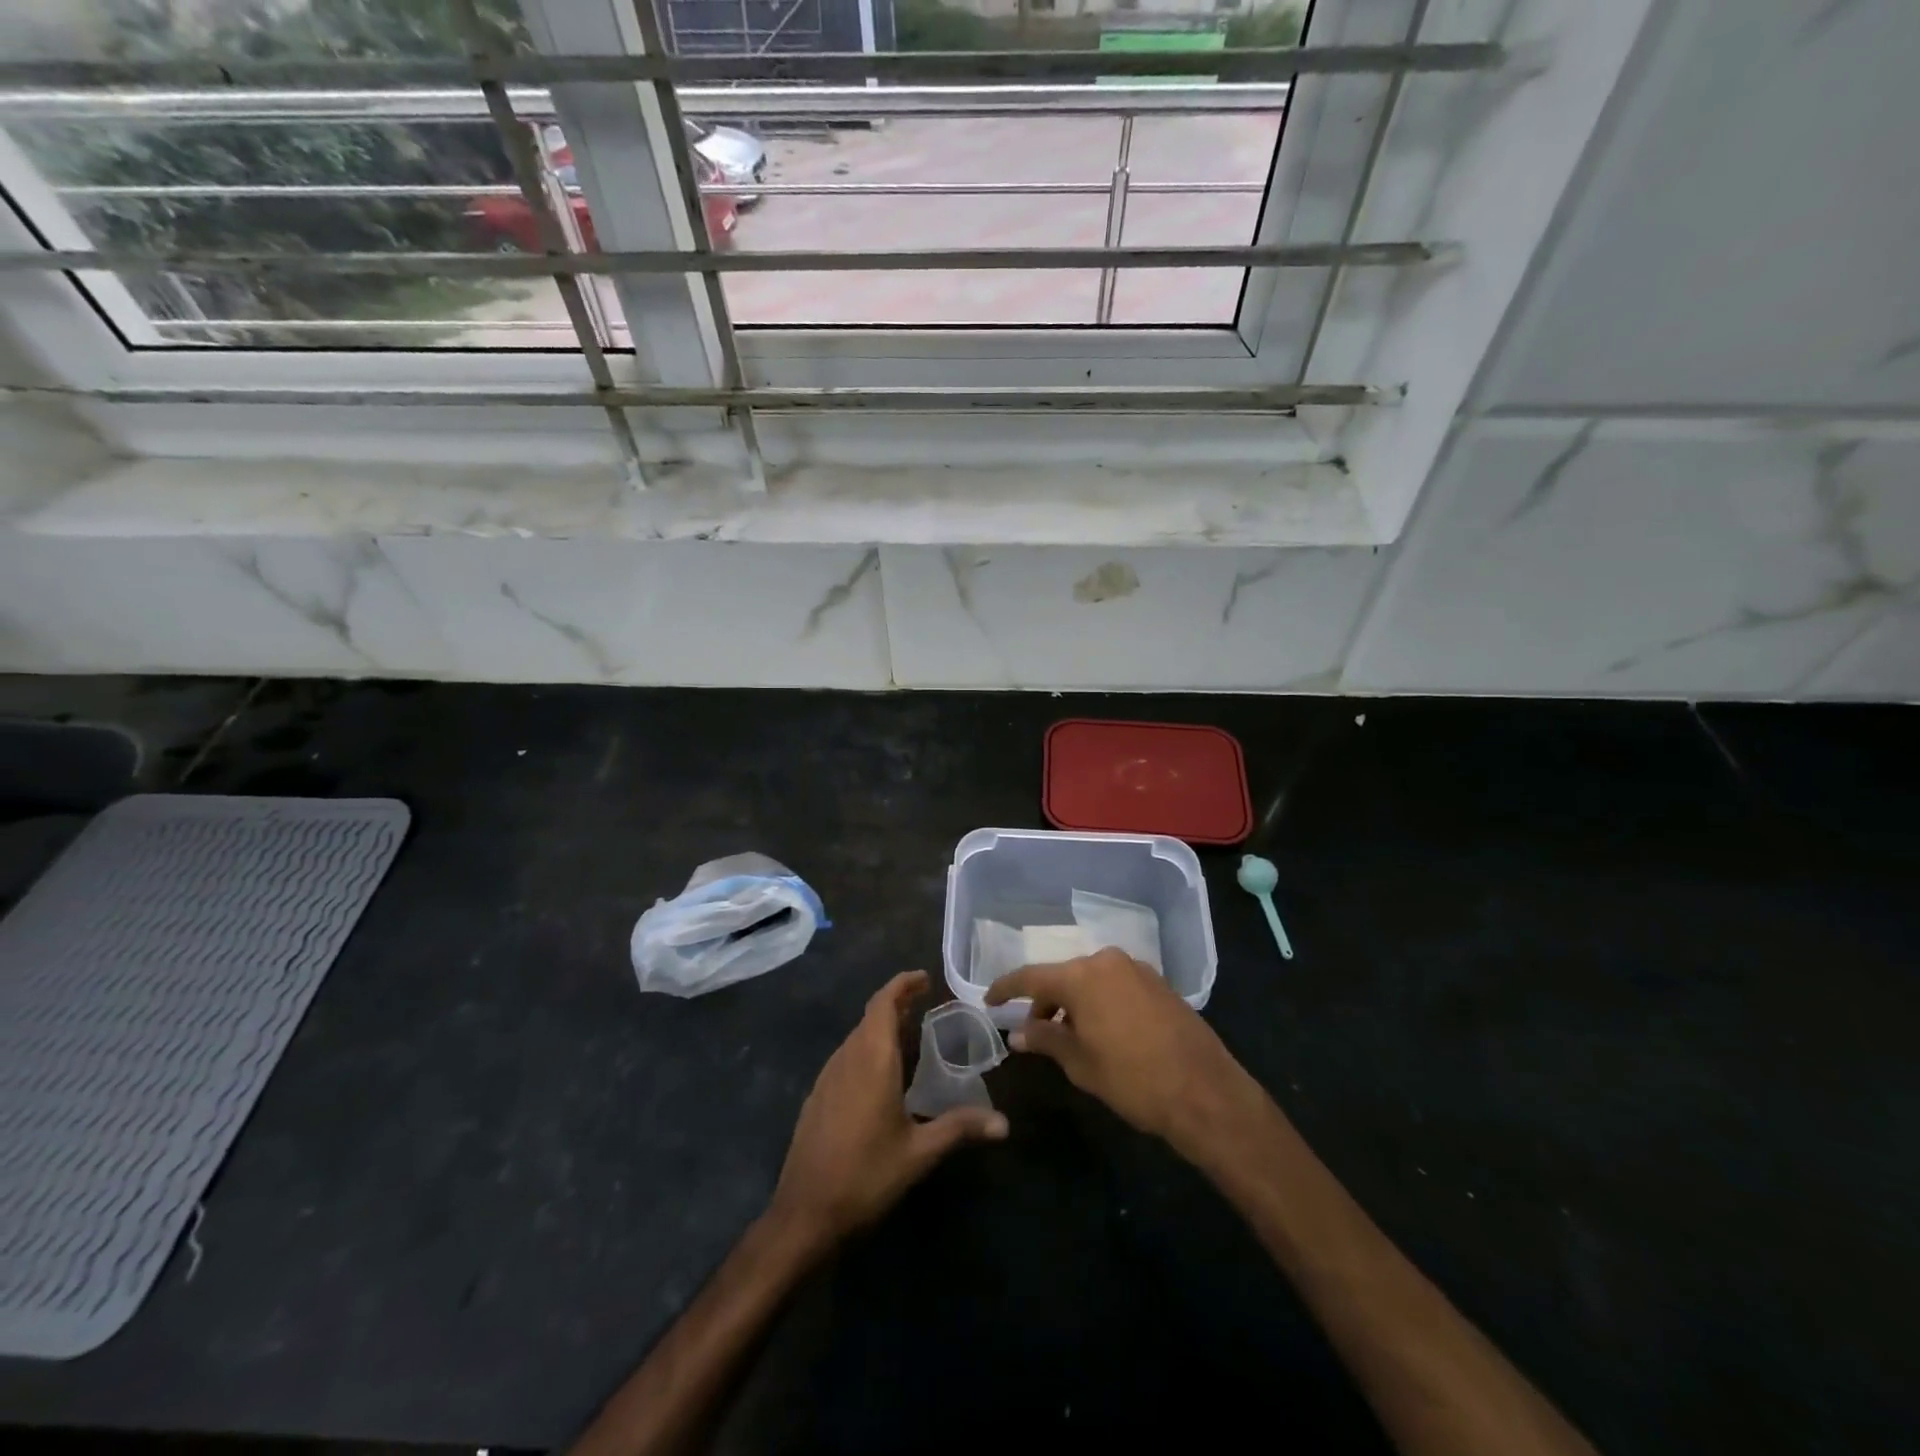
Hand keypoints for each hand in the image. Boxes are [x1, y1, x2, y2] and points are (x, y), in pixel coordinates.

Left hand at [768, 971, 1007, 1254]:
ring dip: (881, 1027)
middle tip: (925, 1005)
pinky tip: (881, 1075)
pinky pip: (846, 1057)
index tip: (924, 978)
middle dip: (896, 1004)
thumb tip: (1004, 1123)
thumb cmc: (865, 1176)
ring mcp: (827, 1077)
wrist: (804, 1214)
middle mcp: (846, 1058)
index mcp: (871, 1060)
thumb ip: (959, 1128)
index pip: (883, 1003)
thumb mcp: (919, 1153)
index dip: (902, 985)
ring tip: (909, 1035)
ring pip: (856, 1037)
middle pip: (870, 1017)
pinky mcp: (817, 1097)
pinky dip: (867, 1049)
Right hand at [986, 948, 1264, 1158]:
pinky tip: (1103, 1031)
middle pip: (1063, 976)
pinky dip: (1100, 1002)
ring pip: (1091, 980)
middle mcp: (1107, 961)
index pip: (1031, 977)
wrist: (1205, 1092)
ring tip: (1069, 1037)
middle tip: (1034, 1032)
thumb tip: (1018, 1032)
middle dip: (1045, 1001)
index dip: (1006, 989)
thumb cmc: (1133, 1079)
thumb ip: (1046, 1040)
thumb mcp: (1081, 1063)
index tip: (989, 1001)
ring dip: (1074, 1002)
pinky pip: (1116, 985)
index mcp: (1081, 976)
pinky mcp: (1159, 983)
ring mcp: (1137, 969)